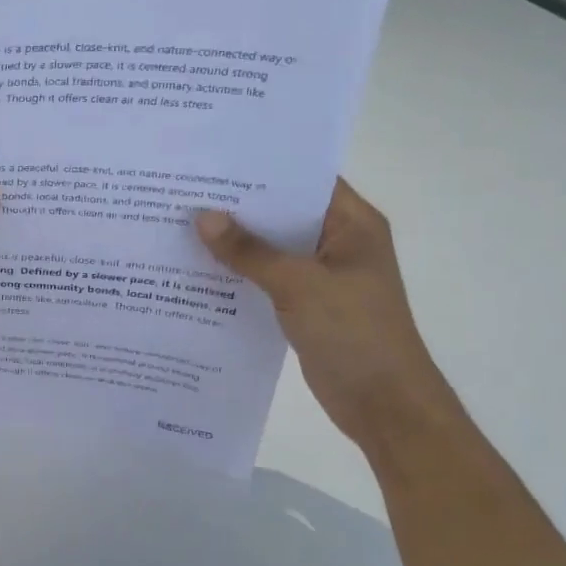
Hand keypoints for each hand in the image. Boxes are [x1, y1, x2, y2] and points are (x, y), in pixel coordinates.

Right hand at [194, 181, 455, 449]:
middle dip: (238, 205)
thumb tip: (202, 217)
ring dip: (235, 241)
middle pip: (282, 213)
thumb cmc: (353, 332)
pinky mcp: (306, 303)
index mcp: (352, 224)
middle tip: (186, 189)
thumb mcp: (298, 285)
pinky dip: (239, 272)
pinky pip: (267, 277)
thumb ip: (249, 251)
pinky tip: (199, 268)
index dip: (262, 167)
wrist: (383, 405)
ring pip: (271, 247)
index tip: (214, 159)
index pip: (304, 179)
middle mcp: (338, 241)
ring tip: (182, 223)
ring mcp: (322, 274)